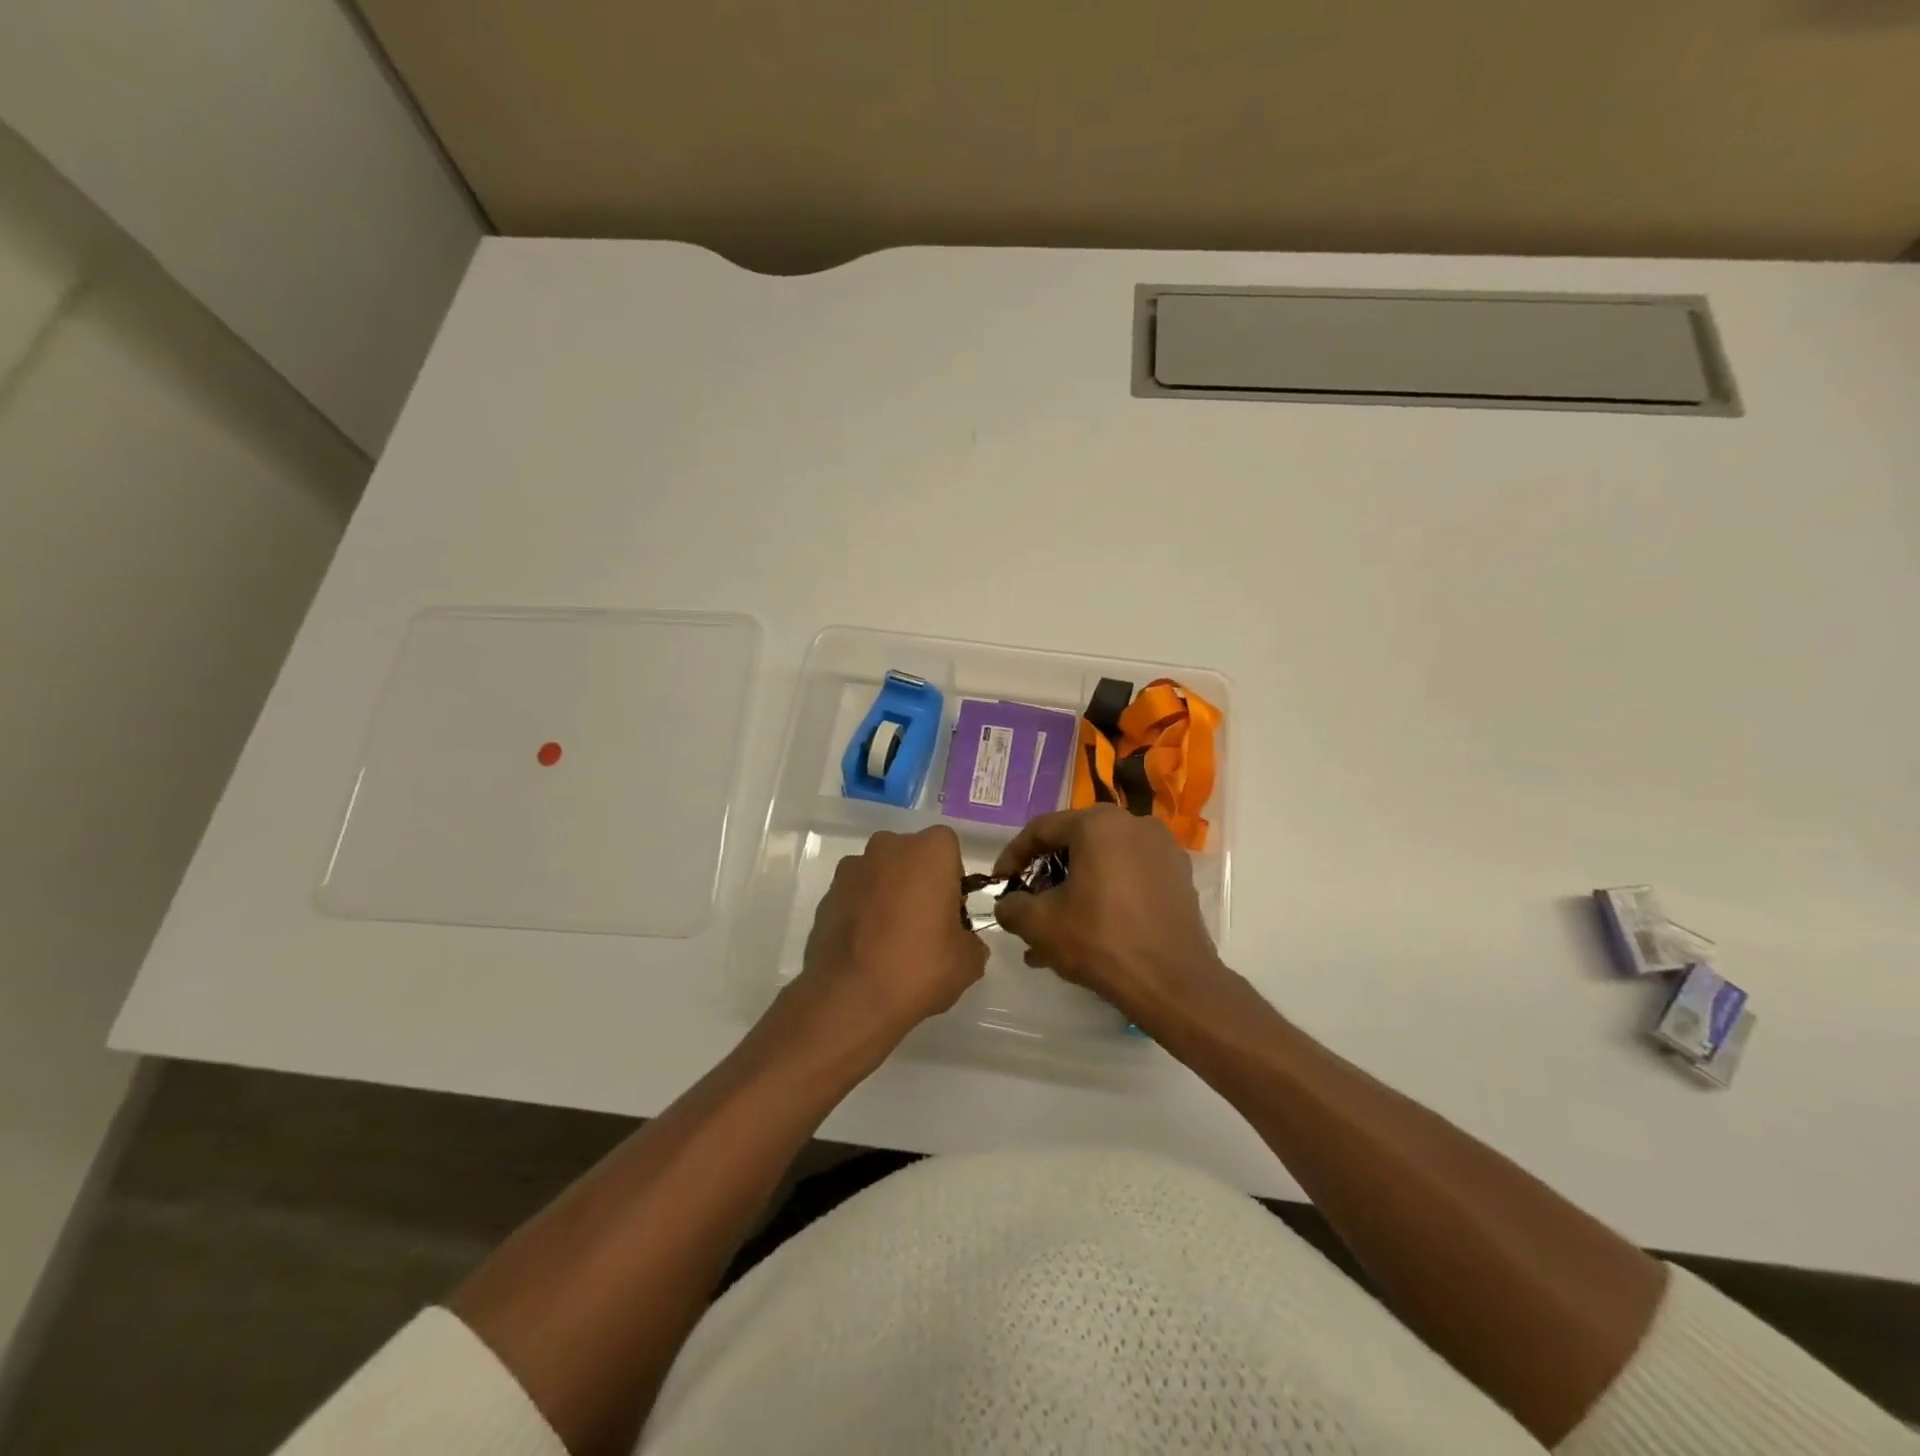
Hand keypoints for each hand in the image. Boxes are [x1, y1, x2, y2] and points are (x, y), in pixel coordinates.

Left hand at [787, 826, 987, 1051]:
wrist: (851, 997)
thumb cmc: (919, 966)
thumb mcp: (968, 962)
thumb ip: (971, 941)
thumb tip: (963, 942)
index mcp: (930, 851)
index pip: (948, 849)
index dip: (952, 879)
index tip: (951, 911)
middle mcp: (888, 847)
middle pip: (910, 857)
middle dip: (917, 882)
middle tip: (923, 924)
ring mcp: (851, 869)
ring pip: (879, 875)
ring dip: (886, 895)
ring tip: (890, 940)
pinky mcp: (826, 895)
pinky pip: (854, 897)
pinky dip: (861, 913)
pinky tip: (866, 949)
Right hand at [992, 806, 1232, 1030]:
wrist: (1174, 983)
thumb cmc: (1101, 940)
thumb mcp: (1040, 924)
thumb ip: (1012, 907)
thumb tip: (1008, 905)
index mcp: (1098, 823)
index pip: (1041, 830)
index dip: (1013, 856)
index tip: (1000, 883)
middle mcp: (1134, 824)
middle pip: (1074, 845)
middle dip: (1046, 878)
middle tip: (1028, 907)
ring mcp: (1162, 850)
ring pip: (1103, 864)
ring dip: (1074, 892)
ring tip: (1054, 932)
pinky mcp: (1178, 878)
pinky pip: (1129, 878)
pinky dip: (1105, 897)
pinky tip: (1089, 933)